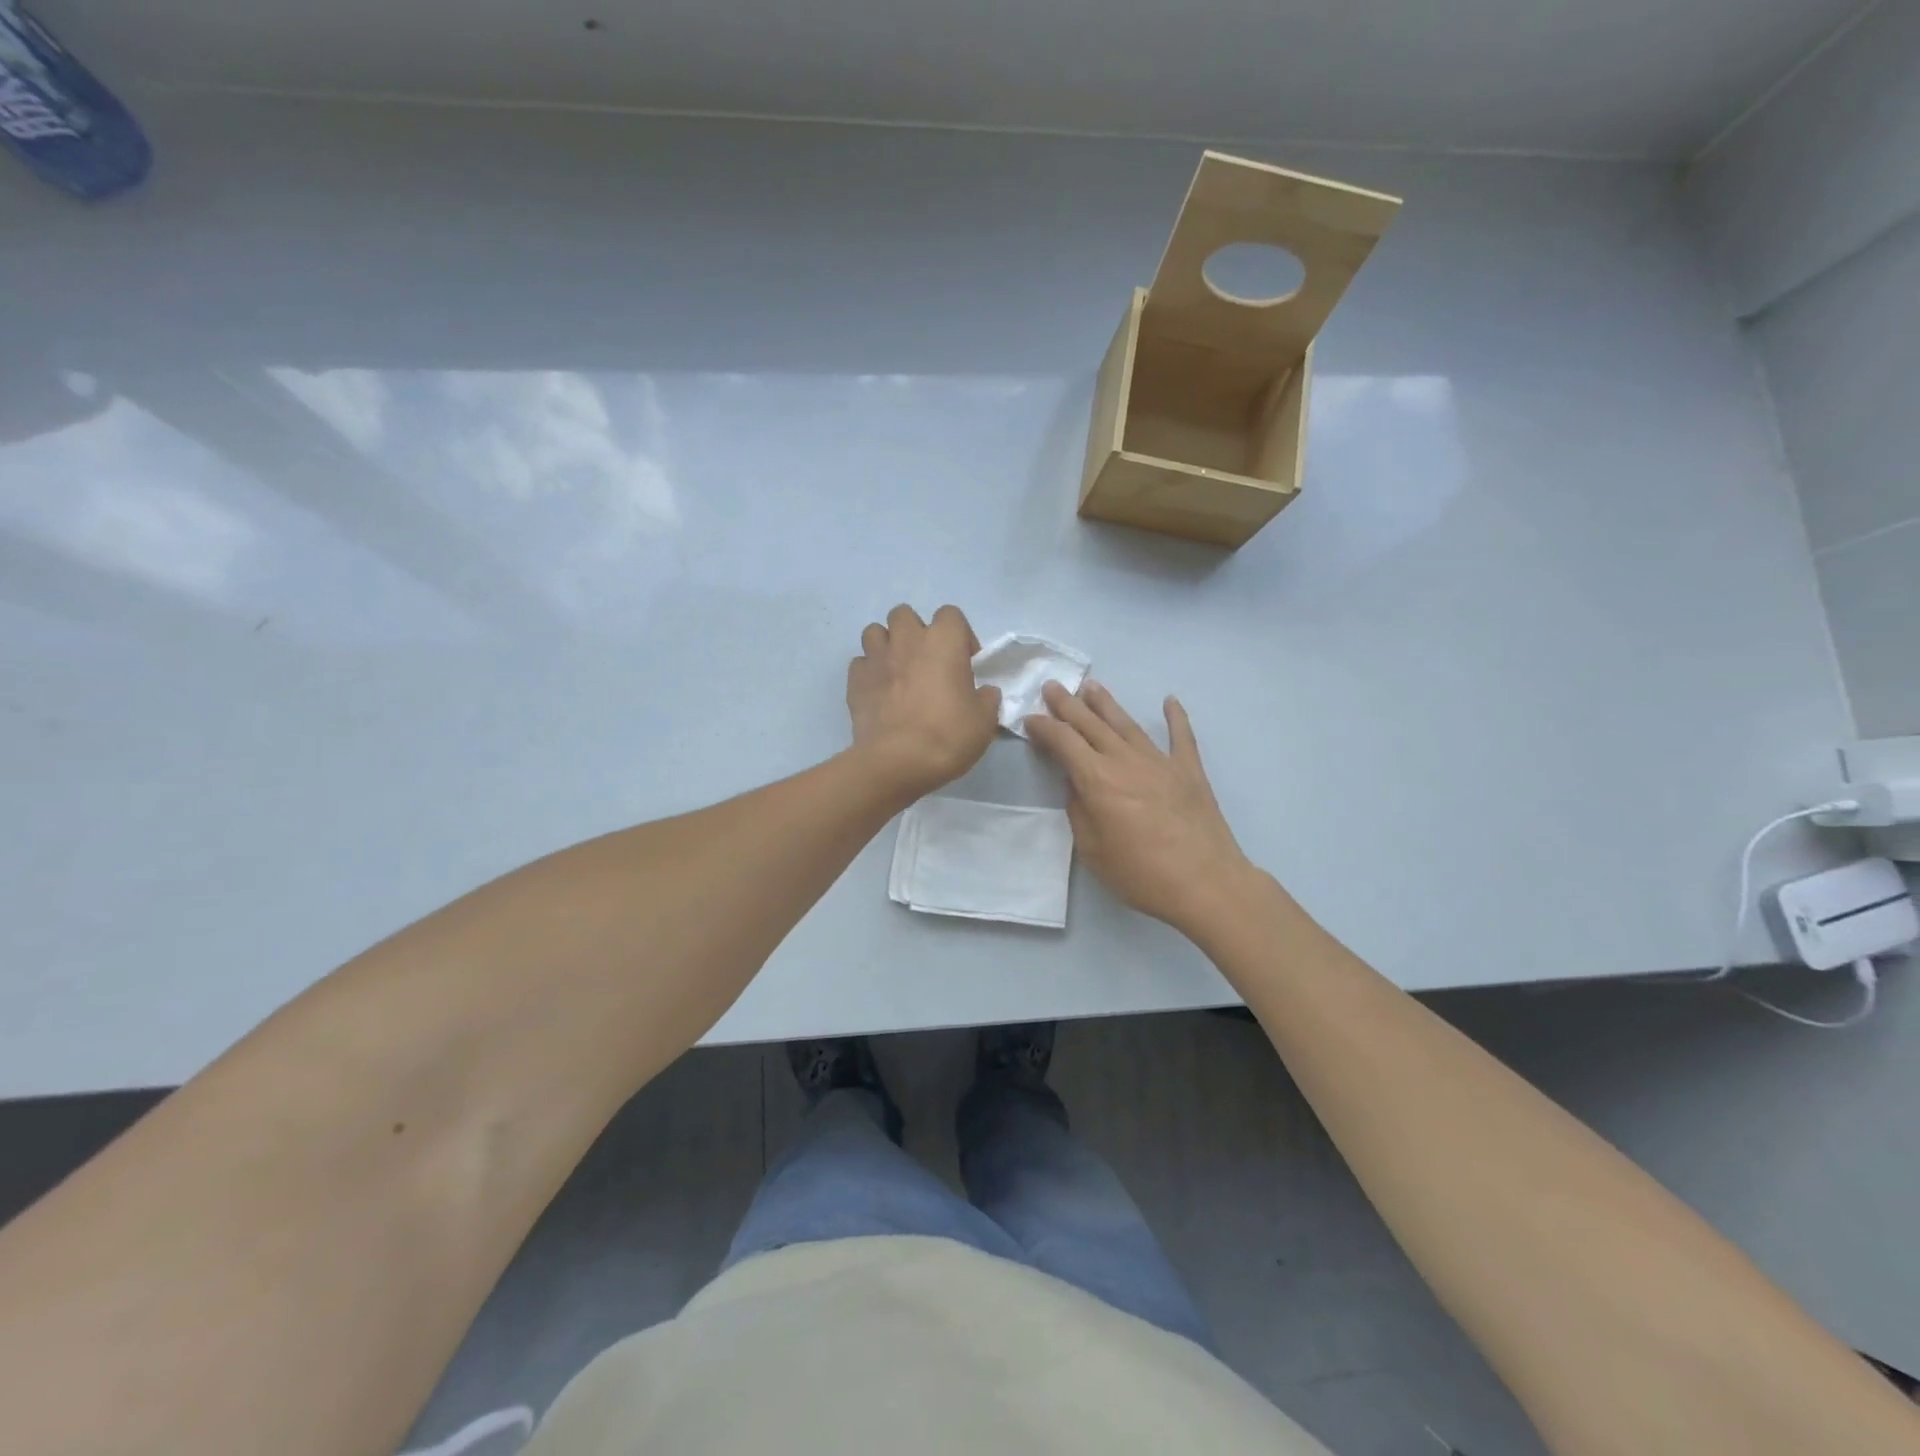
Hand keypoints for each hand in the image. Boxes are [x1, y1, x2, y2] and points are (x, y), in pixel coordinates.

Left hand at [847, 604, 1000, 799]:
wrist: (897, 761)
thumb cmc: (947, 735)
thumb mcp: (984, 721)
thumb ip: (987, 699)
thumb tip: (984, 692)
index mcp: (943, 641)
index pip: (951, 614)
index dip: (959, 636)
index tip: (964, 663)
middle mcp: (907, 640)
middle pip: (905, 614)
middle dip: (914, 632)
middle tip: (926, 662)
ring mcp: (876, 658)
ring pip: (875, 632)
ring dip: (886, 646)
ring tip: (897, 672)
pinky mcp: (855, 680)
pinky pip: (860, 664)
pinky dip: (869, 672)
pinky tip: (878, 692)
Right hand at [1025, 680, 1252, 928]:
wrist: (1206, 883)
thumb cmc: (1142, 874)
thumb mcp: (1093, 851)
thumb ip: (1080, 812)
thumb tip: (1076, 786)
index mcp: (1097, 779)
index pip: (1063, 741)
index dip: (1044, 727)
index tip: (1030, 719)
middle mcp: (1126, 760)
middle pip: (1092, 724)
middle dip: (1068, 704)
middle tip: (1053, 686)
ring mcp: (1160, 761)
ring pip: (1127, 723)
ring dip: (1106, 703)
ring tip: (1091, 686)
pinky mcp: (1189, 770)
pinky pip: (1181, 736)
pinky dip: (1176, 716)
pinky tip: (1170, 700)